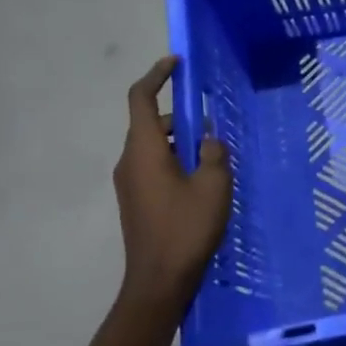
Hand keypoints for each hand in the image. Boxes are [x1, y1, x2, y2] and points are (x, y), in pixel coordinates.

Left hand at [114, 56, 231, 312]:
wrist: (159, 282)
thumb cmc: (186, 228)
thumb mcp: (213, 185)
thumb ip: (213, 153)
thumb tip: (207, 138)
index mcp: (143, 150)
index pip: (140, 98)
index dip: (156, 75)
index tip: (176, 63)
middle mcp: (129, 161)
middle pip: (151, 124)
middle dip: (181, 119)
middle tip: (215, 128)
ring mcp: (129, 183)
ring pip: (154, 147)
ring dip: (181, 143)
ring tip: (216, 159)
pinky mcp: (136, 201)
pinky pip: (154, 167)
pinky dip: (175, 162)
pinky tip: (203, 182)